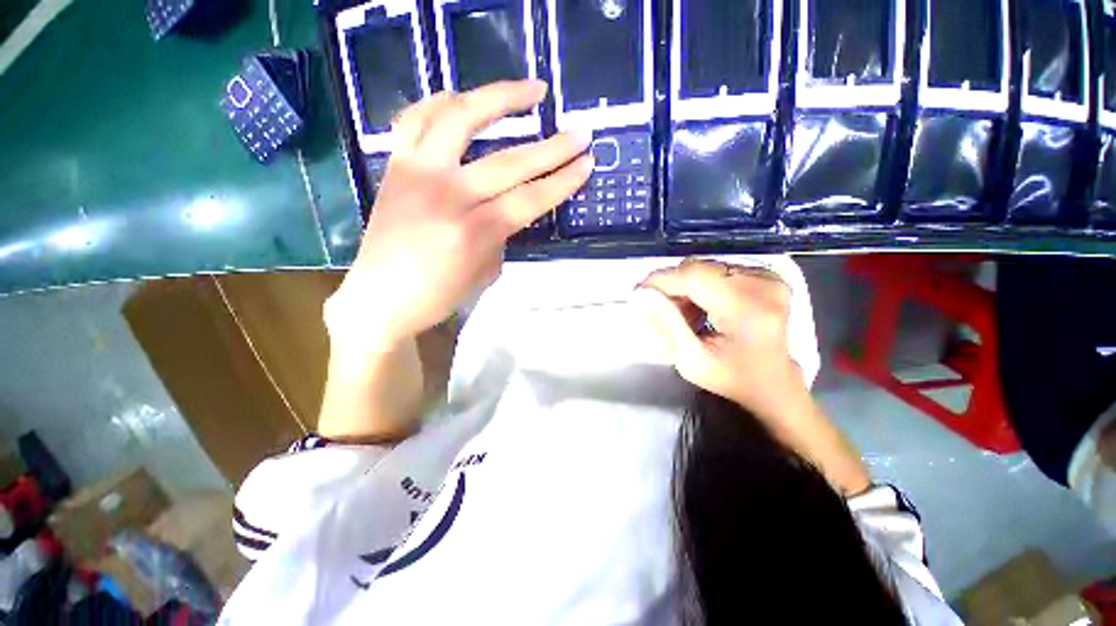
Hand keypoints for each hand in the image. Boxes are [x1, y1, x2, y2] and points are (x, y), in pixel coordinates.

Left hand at [325, 80, 592, 355]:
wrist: (378, 298)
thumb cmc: (437, 295)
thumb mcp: (484, 272)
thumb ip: (501, 235)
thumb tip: (510, 208)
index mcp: (473, 232)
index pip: (530, 199)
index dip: (563, 181)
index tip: (587, 163)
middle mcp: (446, 195)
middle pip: (509, 162)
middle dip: (552, 147)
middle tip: (580, 132)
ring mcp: (417, 173)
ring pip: (460, 118)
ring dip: (500, 98)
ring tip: (532, 89)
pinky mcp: (395, 165)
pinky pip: (416, 118)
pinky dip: (442, 101)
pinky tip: (465, 97)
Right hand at [636, 258, 805, 419]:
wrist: (774, 383)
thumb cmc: (732, 380)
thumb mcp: (691, 362)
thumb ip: (666, 326)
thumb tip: (642, 296)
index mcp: (747, 309)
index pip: (694, 276)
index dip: (662, 279)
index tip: (639, 293)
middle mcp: (763, 285)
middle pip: (699, 269)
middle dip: (672, 286)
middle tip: (660, 309)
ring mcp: (768, 278)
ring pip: (706, 268)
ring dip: (686, 287)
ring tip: (683, 314)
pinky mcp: (767, 277)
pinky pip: (718, 271)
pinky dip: (701, 287)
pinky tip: (700, 308)